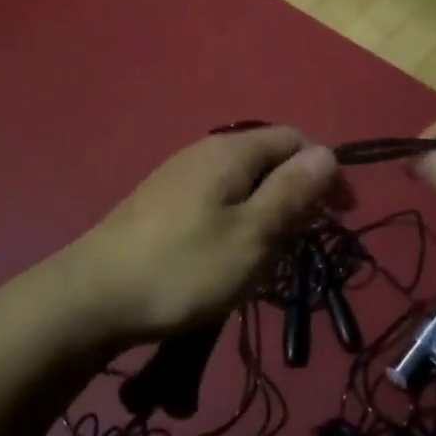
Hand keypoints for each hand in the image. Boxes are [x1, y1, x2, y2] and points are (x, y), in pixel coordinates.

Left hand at [65, 127, 338, 342]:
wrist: (95, 296)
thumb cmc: (185, 267)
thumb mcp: (253, 234)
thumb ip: (292, 192)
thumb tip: (327, 153)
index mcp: (231, 151)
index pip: (294, 139)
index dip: (325, 171)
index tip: (341, 216)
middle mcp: (204, 152)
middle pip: (267, 159)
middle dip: (295, 195)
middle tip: (302, 244)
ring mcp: (178, 176)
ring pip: (242, 184)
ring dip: (266, 213)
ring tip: (268, 257)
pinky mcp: (161, 203)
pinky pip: (216, 201)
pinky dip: (237, 222)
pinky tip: (228, 256)